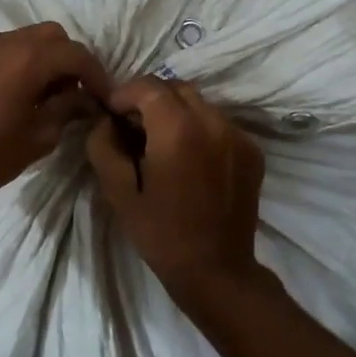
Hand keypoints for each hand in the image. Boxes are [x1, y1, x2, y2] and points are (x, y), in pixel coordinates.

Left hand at [0, 23, 110, 204]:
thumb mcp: (42, 135)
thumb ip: (68, 108)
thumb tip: (86, 99)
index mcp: (29, 59)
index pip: (76, 54)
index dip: (96, 74)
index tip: (103, 96)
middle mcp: (5, 42)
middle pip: (51, 35)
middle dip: (69, 58)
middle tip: (75, 89)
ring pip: (24, 38)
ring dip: (42, 57)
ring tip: (46, 91)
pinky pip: (0, 49)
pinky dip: (17, 62)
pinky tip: (16, 91)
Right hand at [85, 76, 265, 304]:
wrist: (216, 270)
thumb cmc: (161, 234)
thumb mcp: (118, 193)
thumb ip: (104, 146)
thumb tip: (104, 120)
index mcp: (178, 131)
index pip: (148, 86)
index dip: (124, 93)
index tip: (110, 113)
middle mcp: (213, 123)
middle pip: (176, 88)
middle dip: (150, 99)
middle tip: (132, 126)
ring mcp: (238, 135)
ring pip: (200, 104)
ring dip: (176, 112)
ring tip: (160, 142)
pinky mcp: (252, 150)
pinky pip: (219, 124)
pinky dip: (199, 128)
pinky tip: (189, 158)